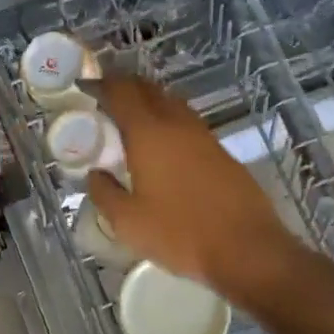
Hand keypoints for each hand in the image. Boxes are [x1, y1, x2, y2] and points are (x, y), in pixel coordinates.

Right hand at [86, 75, 290, 291]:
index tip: (87, 86)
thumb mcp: (127, 222)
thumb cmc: (179, 233)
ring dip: (149, 103)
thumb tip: (95, 174)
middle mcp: (177, 124)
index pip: (122, 92)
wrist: (246, 249)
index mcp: (149, 133)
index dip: (102, 84)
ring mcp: (203, 136)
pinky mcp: (221, 152)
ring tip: (131, 120)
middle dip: (125, 88)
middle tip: (105, 99)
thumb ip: (104, 193)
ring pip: (171, 104)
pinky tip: (162, 145)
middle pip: (149, 90)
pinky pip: (187, 124)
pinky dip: (168, 122)